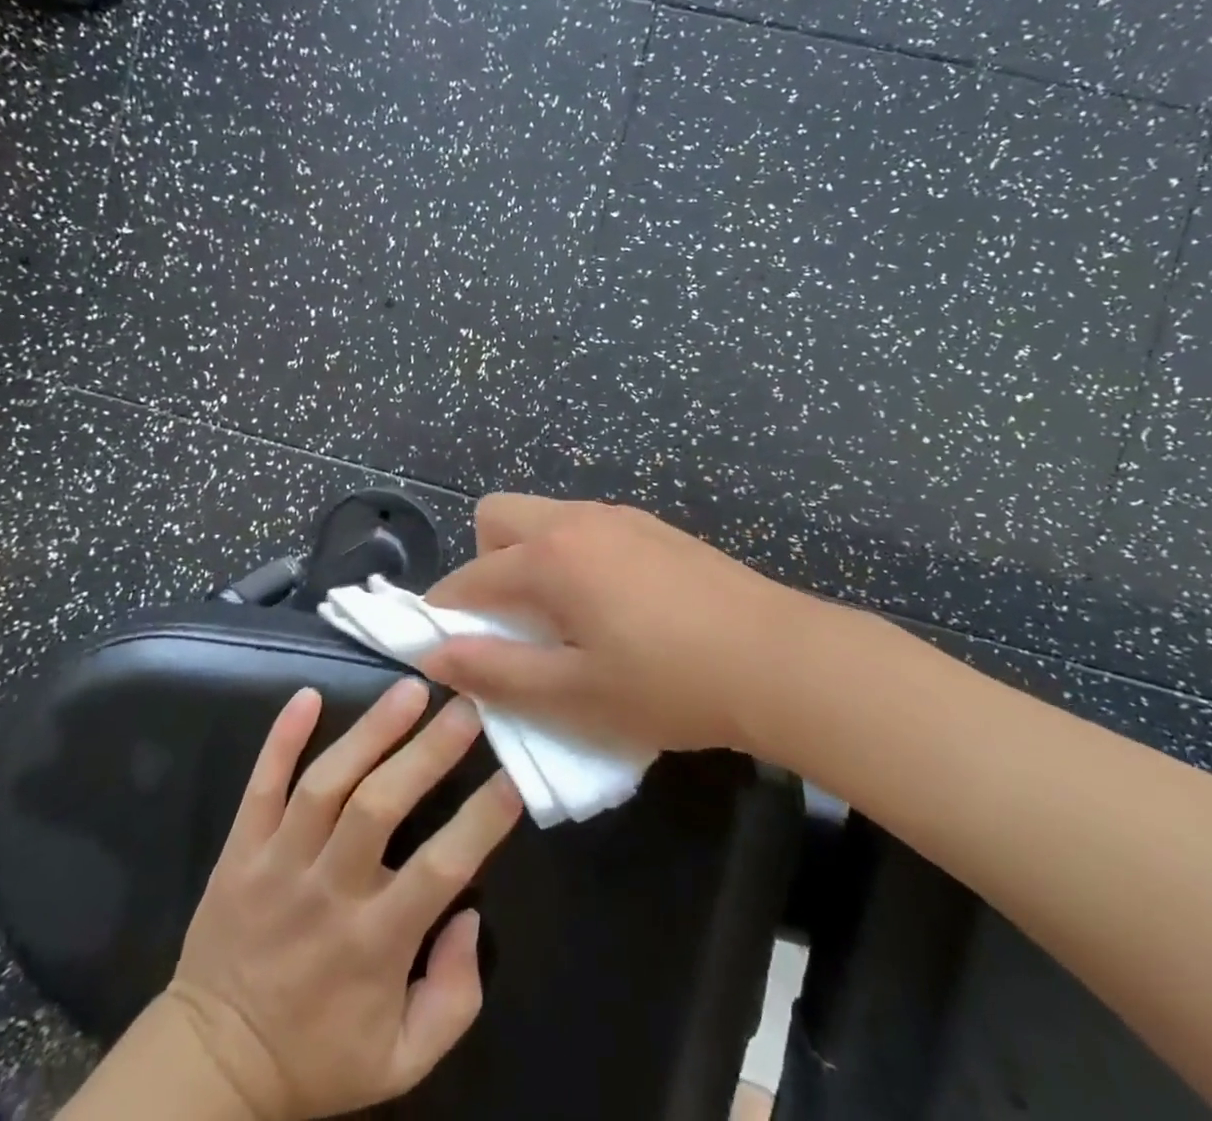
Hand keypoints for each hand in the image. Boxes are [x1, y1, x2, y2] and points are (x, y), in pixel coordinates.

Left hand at [162, 680, 523, 1120]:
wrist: (210, 1067)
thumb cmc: (318, 1056)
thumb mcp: (403, 1060)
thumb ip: (454, 997)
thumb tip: (471, 914)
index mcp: (375, 943)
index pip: (440, 868)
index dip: (481, 820)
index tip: (513, 775)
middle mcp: (328, 892)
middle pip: (378, 806)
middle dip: (427, 751)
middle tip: (467, 707)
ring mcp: (278, 864)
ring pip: (325, 784)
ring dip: (370, 730)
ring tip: (411, 689)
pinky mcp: (239, 851)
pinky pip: (259, 787)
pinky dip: (281, 739)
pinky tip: (307, 695)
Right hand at [421, 494, 824, 753]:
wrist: (776, 658)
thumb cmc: (668, 684)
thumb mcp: (574, 694)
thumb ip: (497, 672)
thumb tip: (436, 656)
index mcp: (550, 557)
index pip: (470, 577)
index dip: (445, 613)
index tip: (444, 648)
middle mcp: (578, 520)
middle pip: (498, 517)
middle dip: (485, 564)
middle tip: (512, 623)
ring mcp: (620, 517)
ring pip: (545, 519)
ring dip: (531, 560)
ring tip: (562, 621)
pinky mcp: (653, 527)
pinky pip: (586, 528)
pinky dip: (572, 557)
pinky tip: (611, 607)